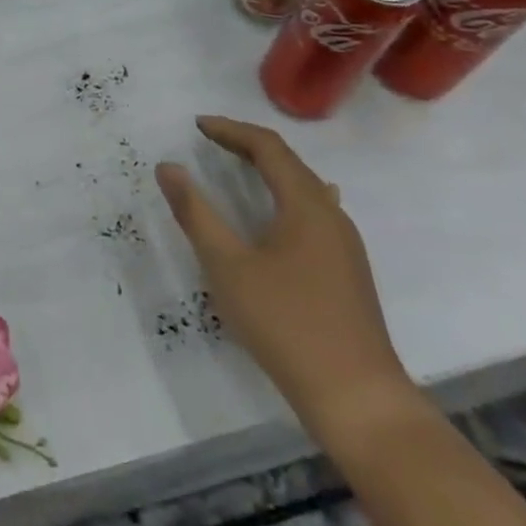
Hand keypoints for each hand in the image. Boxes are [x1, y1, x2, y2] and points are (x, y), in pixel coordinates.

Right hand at [156, 116, 414, 433]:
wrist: (359, 400)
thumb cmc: (286, 324)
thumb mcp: (227, 266)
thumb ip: (195, 212)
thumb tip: (167, 167)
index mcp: (306, 205)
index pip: (268, 147)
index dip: (231, 130)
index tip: (197, 125)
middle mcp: (331, 215)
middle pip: (290, 162)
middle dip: (248, 145)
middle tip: (211, 141)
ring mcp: (345, 245)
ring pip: (306, 187)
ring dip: (269, 170)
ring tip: (238, 167)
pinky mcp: (348, 271)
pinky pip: (314, 211)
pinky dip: (285, 195)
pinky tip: (284, 211)